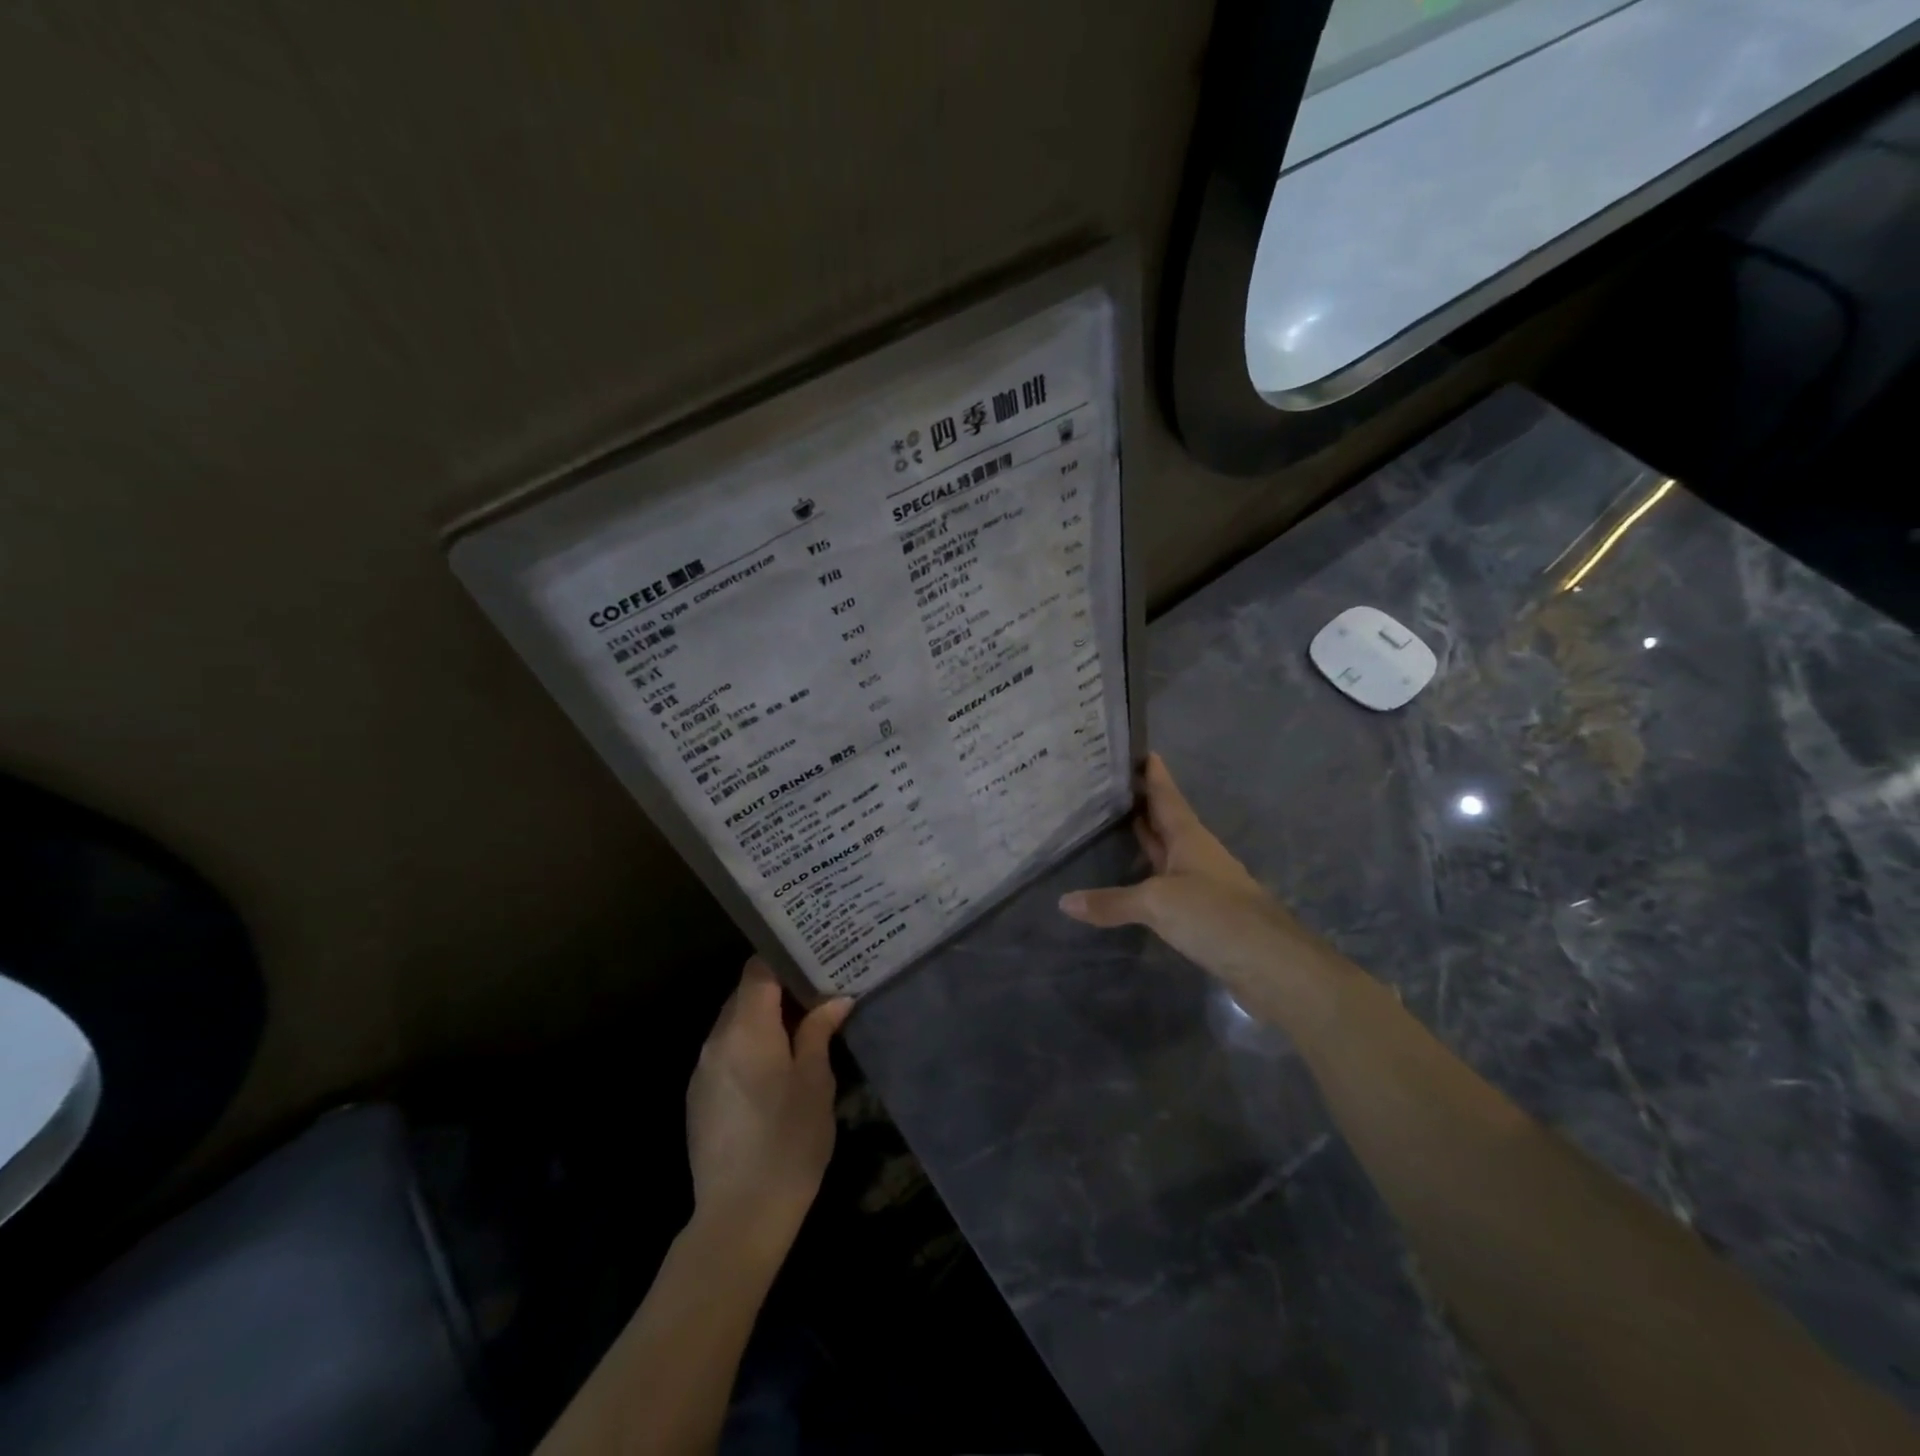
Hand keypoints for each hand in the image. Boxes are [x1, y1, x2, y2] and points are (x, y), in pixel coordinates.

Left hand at [686, 958, 851, 1261]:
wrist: (739, 1217)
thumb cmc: (788, 1142)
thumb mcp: (815, 1083)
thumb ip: (818, 1032)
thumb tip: (834, 999)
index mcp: (746, 1028)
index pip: (758, 970)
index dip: (785, 959)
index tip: (815, 959)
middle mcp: (716, 1040)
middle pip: (744, 994)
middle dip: (779, 990)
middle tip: (818, 992)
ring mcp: (703, 1069)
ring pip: (734, 1023)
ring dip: (764, 1020)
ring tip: (802, 1027)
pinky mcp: (699, 1097)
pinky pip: (726, 1052)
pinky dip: (749, 1046)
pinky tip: (775, 1068)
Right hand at [1059, 754, 1333, 1000]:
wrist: (1271, 963)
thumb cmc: (1215, 915)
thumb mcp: (1157, 903)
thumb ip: (1112, 902)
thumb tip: (1064, 901)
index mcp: (1189, 837)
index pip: (1167, 795)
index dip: (1153, 773)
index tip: (1138, 749)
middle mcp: (1197, 854)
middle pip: (1167, 820)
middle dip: (1143, 802)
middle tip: (1111, 784)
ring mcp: (1202, 883)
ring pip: (1168, 851)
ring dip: (1147, 837)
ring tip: (1115, 822)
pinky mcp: (1203, 912)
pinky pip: (1168, 882)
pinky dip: (1148, 875)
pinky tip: (1133, 879)